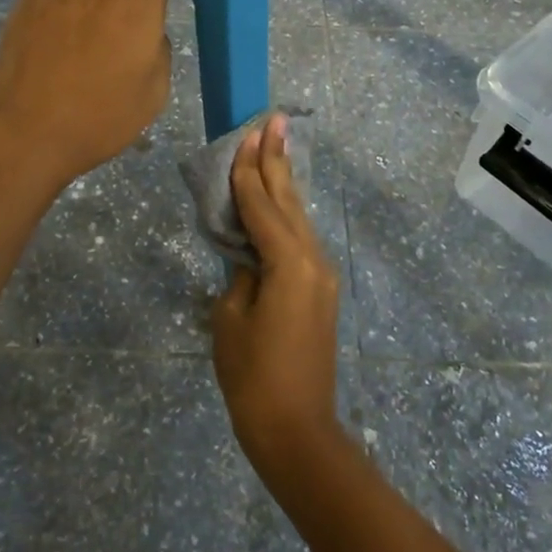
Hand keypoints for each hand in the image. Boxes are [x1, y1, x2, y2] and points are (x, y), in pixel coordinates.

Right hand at [209, 115, 341, 468]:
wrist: (296, 430)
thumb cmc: (253, 377)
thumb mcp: (230, 319)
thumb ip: (239, 276)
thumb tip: (249, 259)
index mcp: (289, 263)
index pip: (262, 206)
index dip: (249, 170)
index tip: (247, 134)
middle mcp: (313, 261)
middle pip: (289, 201)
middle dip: (278, 160)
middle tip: (275, 120)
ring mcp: (321, 276)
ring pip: (298, 218)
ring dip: (284, 184)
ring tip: (276, 147)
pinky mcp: (321, 292)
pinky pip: (300, 241)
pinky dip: (286, 215)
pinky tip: (279, 202)